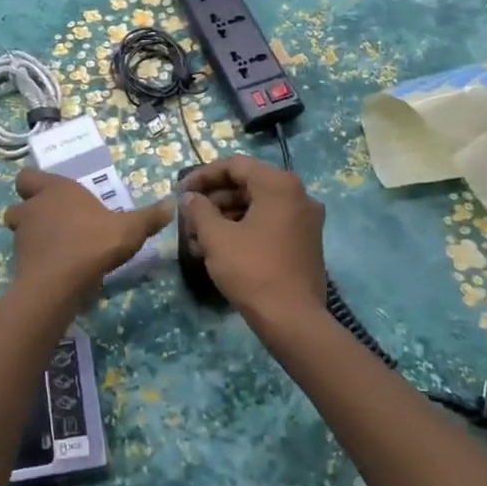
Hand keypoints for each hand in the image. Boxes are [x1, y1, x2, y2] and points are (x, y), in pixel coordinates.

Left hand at [4, 169, 170, 298]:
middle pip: (20, 205)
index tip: (53, 194)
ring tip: (58, 248)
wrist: (60, 282)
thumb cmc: (93, 242)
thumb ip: (149, 217)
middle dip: (31, 211)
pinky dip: (37, 260)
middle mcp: (33, 208)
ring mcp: (22, 237)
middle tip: (55, 222)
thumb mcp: (130, 229)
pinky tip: (58, 270)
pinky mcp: (19, 263)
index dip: (36, 184)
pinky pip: (25, 257)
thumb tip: (171, 205)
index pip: (28, 177)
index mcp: (55, 190)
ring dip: (33, 236)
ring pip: (20, 231)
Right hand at [180, 155, 328, 325]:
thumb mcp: (216, 237)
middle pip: (247, 185)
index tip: (181, 191)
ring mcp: (305, 220)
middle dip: (214, 200)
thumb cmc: (252, 270)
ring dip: (225, 217)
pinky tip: (219, 249)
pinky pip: (269, 224)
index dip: (203, 175)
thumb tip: (190, 197)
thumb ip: (199, 210)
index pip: (235, 166)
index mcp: (279, 185)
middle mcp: (298, 195)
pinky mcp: (305, 243)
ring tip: (197, 238)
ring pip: (257, 207)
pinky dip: (244, 229)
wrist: (293, 319)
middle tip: (188, 216)